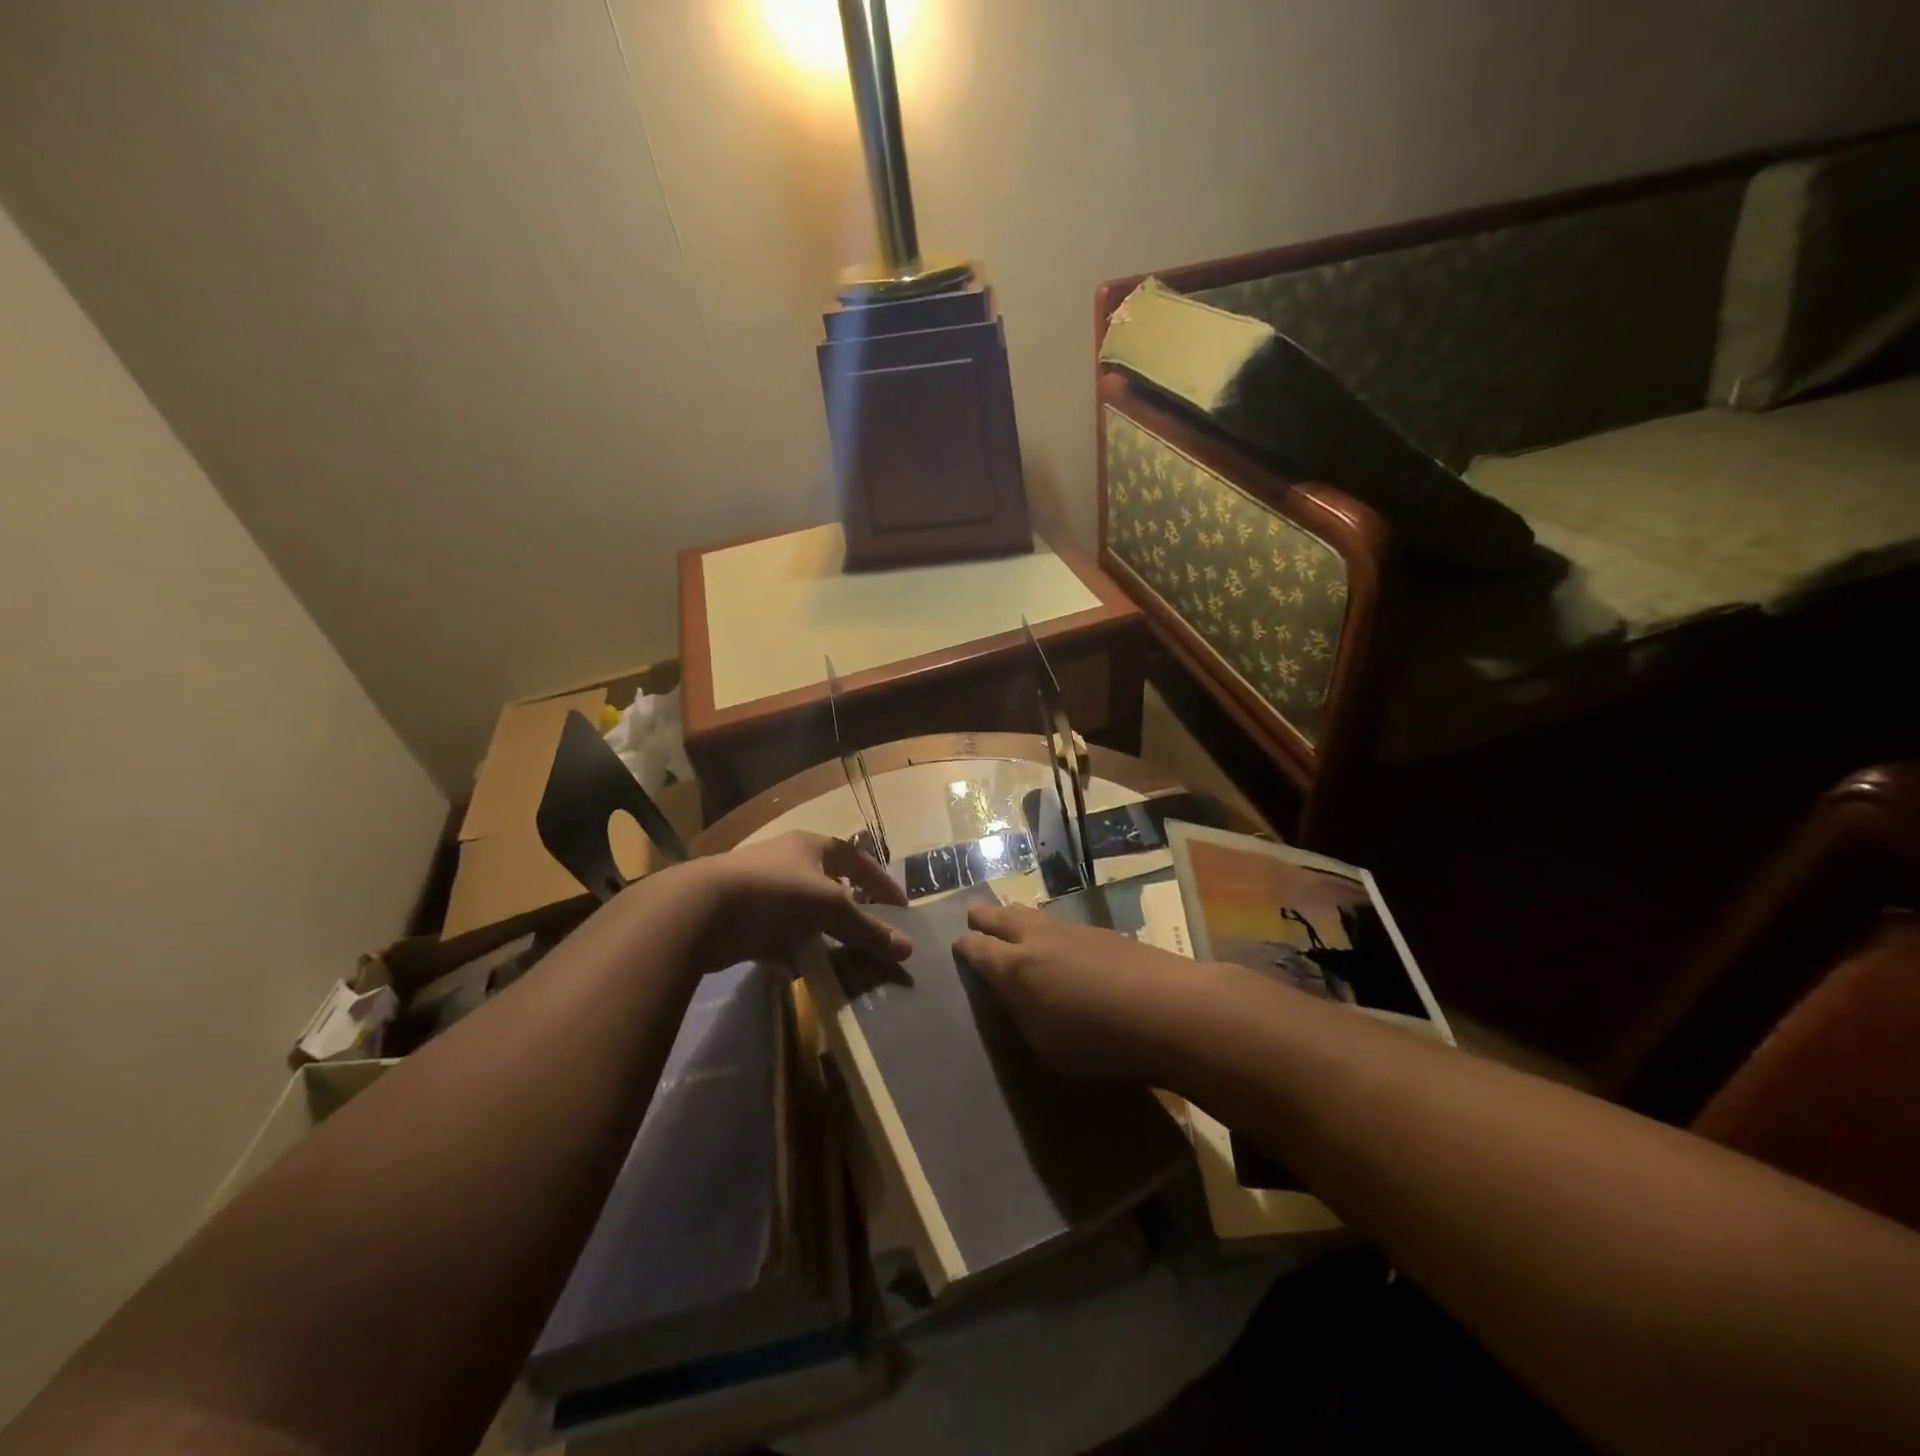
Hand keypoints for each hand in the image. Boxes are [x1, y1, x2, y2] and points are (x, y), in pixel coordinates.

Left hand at [691, 831, 910, 969]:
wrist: (701, 911)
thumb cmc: (776, 893)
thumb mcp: (830, 908)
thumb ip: (867, 929)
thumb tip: (907, 949)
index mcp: (811, 846)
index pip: (857, 858)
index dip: (881, 880)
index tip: (900, 906)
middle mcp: (787, 862)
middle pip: (827, 884)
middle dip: (848, 909)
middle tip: (868, 931)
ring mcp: (761, 890)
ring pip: (801, 912)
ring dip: (818, 933)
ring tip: (838, 957)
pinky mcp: (741, 919)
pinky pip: (776, 936)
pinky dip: (789, 952)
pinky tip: (798, 971)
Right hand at [952, 901, 1204, 1080]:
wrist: (1165, 1009)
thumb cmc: (1097, 1042)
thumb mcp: (1045, 1044)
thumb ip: (1024, 1016)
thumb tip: (1014, 998)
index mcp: (1014, 968)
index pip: (979, 949)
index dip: (966, 946)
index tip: (958, 943)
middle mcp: (1038, 939)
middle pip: (1003, 918)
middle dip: (985, 916)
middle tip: (973, 912)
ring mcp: (1072, 931)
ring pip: (1034, 915)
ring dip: (1017, 915)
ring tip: (1010, 914)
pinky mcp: (1102, 933)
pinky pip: (1061, 923)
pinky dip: (1048, 925)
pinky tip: (1056, 934)